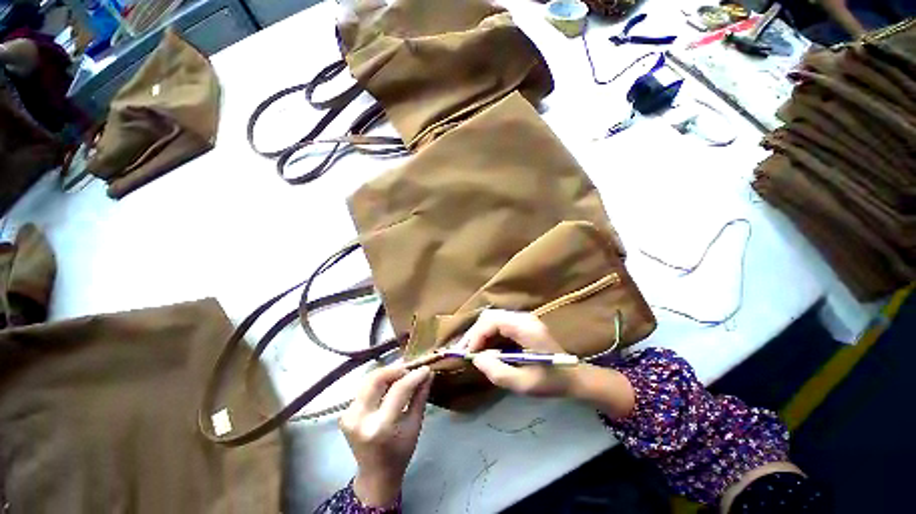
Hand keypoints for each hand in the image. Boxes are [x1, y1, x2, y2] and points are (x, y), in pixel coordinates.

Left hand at [340, 364, 432, 507]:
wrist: (375, 475)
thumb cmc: (400, 452)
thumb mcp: (415, 425)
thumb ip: (420, 396)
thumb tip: (428, 373)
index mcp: (381, 427)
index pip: (399, 390)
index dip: (413, 376)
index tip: (426, 368)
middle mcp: (361, 419)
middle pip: (376, 379)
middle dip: (395, 369)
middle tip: (409, 368)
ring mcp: (349, 416)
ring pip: (368, 380)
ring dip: (386, 373)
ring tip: (401, 373)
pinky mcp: (344, 414)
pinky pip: (363, 388)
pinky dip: (378, 382)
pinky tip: (389, 383)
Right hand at [456, 309, 576, 397]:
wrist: (574, 377)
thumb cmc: (552, 381)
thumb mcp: (525, 384)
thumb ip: (498, 372)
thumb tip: (476, 359)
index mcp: (526, 328)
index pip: (492, 321)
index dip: (476, 335)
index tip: (467, 354)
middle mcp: (523, 318)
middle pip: (490, 317)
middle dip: (474, 333)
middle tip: (464, 352)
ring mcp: (523, 319)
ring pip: (492, 319)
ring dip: (479, 334)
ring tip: (469, 351)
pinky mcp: (522, 325)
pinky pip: (498, 324)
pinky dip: (487, 335)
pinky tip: (483, 348)